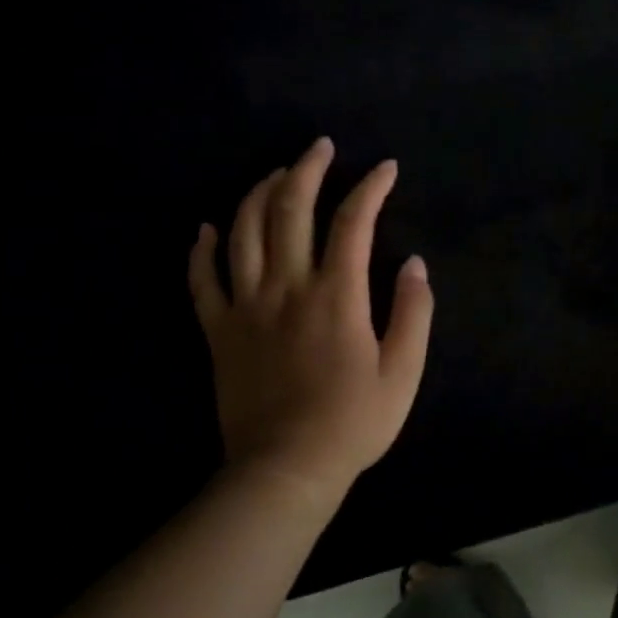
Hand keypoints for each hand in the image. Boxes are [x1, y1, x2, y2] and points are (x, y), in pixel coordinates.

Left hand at [187, 137, 433, 498]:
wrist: (285, 470)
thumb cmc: (353, 422)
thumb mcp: (404, 372)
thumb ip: (414, 313)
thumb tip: (415, 264)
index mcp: (336, 295)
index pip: (353, 221)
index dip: (371, 187)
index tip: (385, 168)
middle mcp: (287, 287)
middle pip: (290, 209)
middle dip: (307, 169)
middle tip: (320, 147)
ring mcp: (246, 306)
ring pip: (244, 231)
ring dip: (259, 193)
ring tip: (276, 174)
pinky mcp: (218, 331)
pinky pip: (202, 280)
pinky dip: (202, 249)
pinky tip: (207, 228)